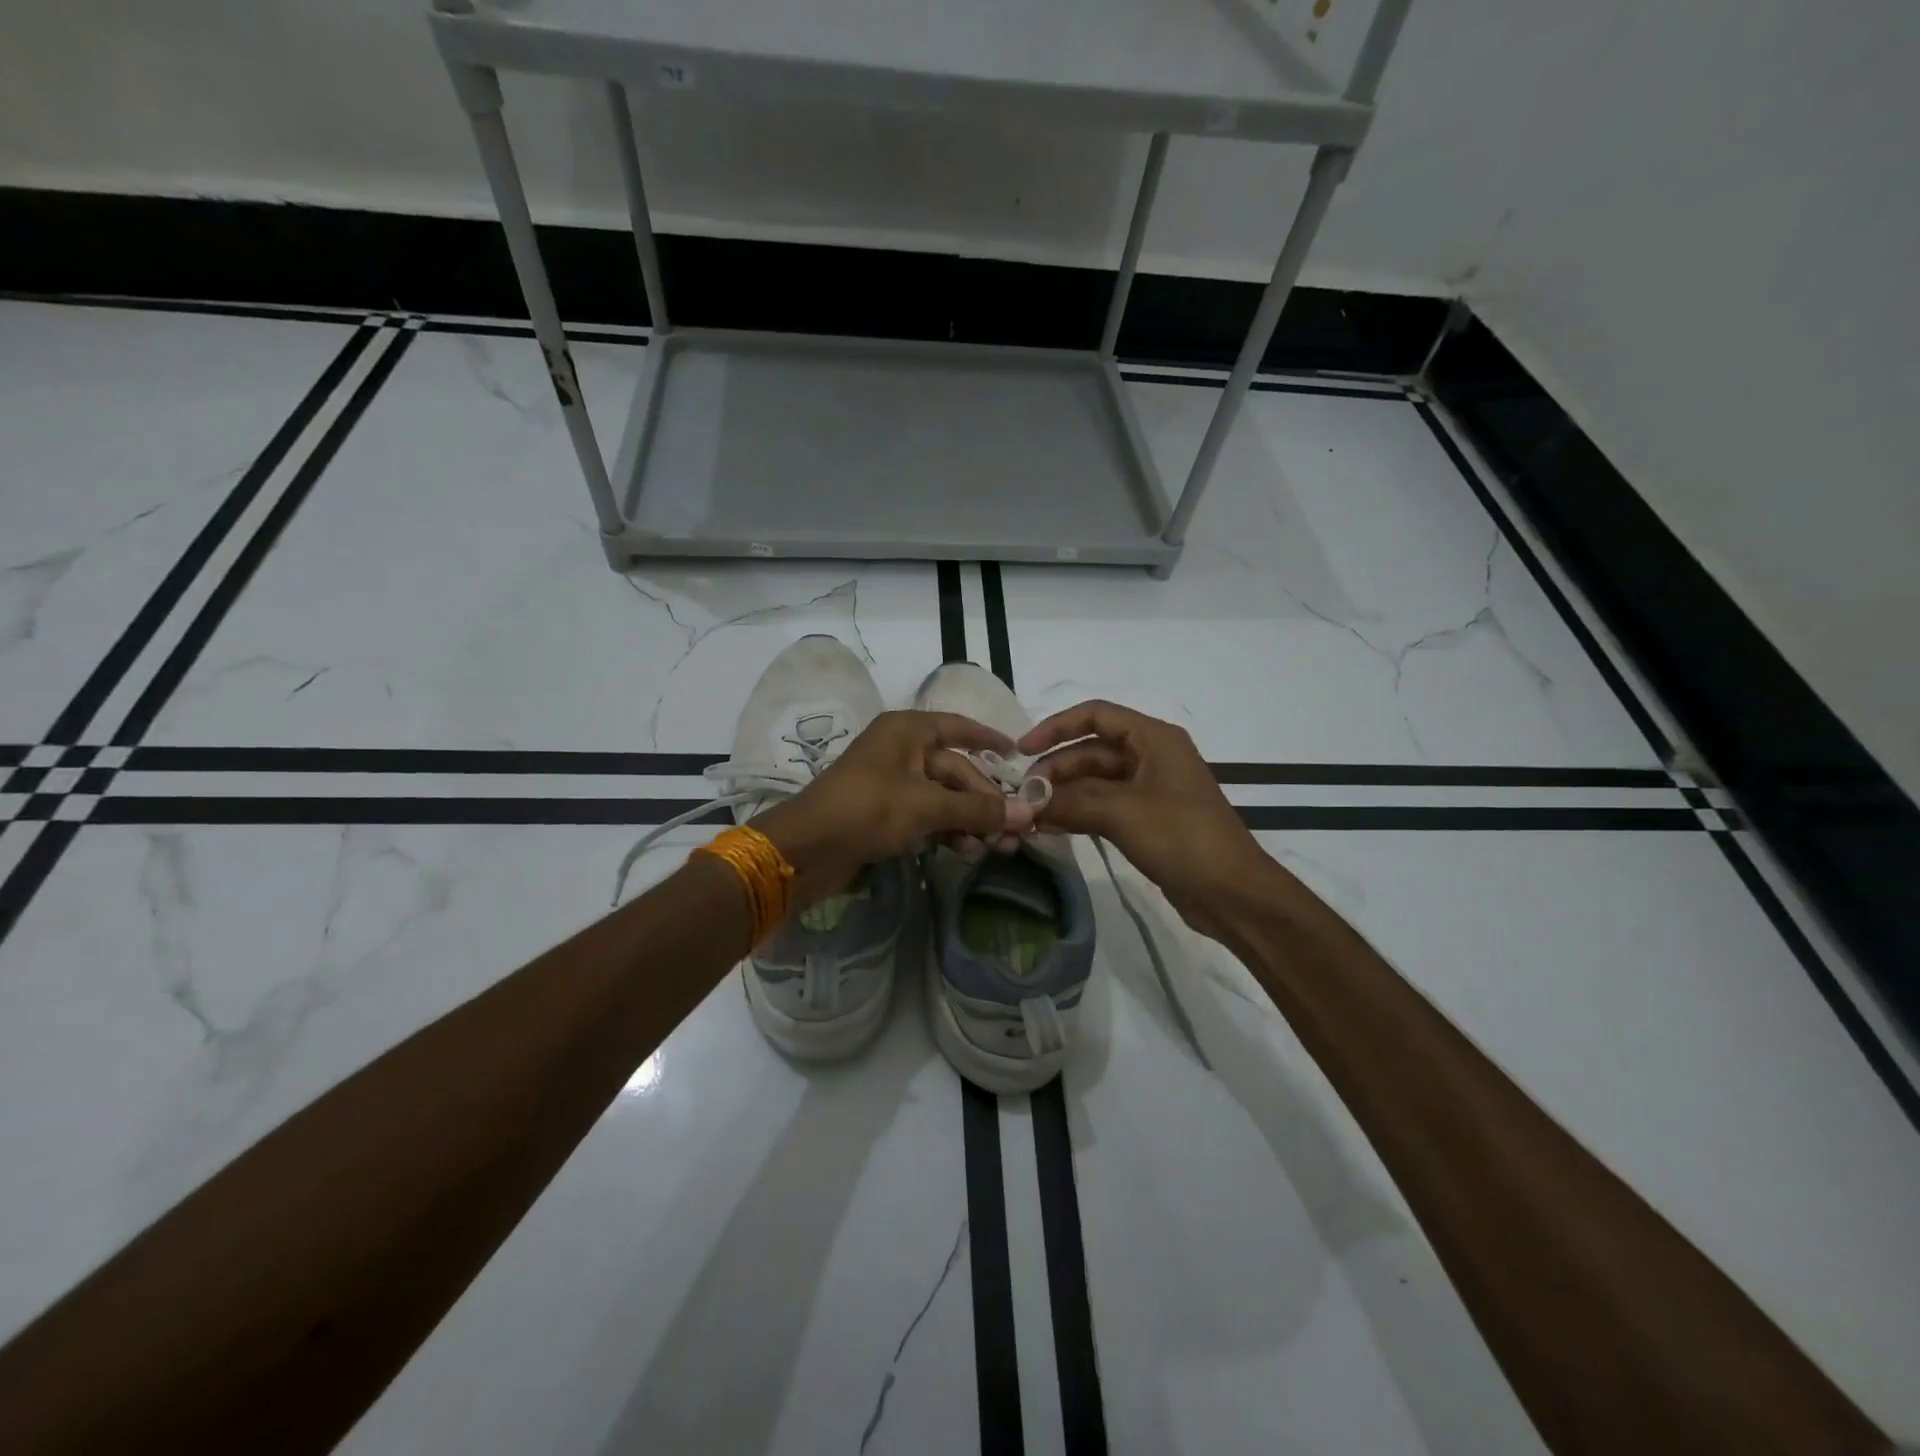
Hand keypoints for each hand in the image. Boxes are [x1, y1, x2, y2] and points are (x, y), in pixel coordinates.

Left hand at [754, 710, 1034, 903]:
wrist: (807, 849)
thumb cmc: (868, 809)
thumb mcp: (927, 806)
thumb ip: (978, 809)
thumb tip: (1029, 813)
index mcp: (907, 731)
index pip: (959, 727)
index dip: (989, 740)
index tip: (1018, 755)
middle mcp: (901, 750)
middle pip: (956, 770)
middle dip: (985, 800)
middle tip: (1015, 829)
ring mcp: (892, 782)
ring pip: (944, 797)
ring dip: (970, 820)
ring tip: (996, 847)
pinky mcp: (885, 813)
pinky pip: (927, 816)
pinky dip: (947, 830)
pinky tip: (967, 851)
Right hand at [1020, 700, 1272, 940]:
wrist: (1232, 892)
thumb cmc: (1181, 838)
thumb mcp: (1121, 813)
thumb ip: (1070, 802)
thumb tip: (1027, 801)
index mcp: (1154, 739)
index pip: (1096, 716)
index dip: (1056, 727)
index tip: (1022, 750)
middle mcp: (1152, 757)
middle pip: (1092, 750)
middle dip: (1057, 769)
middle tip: (1025, 795)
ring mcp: (1151, 790)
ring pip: (1096, 781)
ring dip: (1064, 794)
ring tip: (1032, 814)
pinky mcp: (1148, 820)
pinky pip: (1105, 807)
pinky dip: (1079, 814)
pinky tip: (1052, 828)